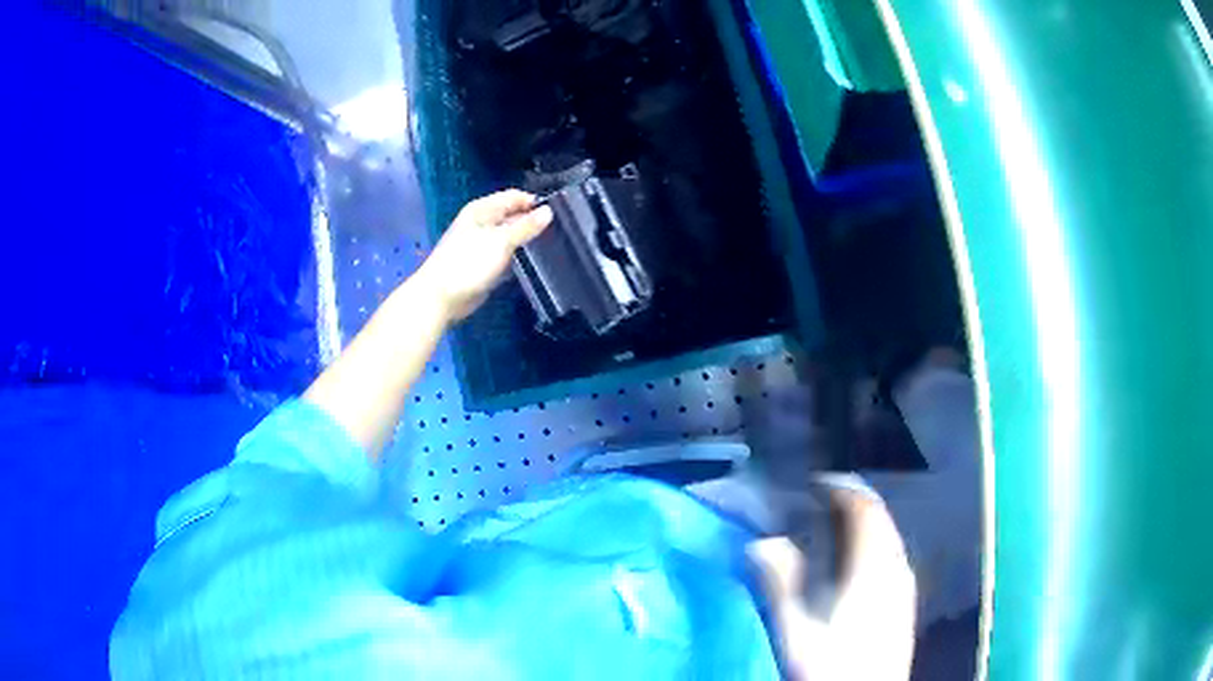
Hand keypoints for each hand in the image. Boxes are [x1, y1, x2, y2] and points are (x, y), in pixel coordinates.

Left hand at [415, 190, 553, 321]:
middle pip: (512, 216)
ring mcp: (482, 244)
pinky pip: (505, 254)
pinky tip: (534, 262)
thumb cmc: (468, 263)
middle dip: (532, 222)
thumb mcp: (501, 241)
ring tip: (553, 245)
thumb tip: (549, 211)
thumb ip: (525, 227)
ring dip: (526, 240)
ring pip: (510, 236)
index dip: (533, 202)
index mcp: (482, 210)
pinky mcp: (483, 264)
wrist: (441, 297)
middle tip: (560, 230)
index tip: (559, 213)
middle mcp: (482, 223)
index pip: (513, 197)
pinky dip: (517, 257)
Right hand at [749, 487, 915, 679]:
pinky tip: (854, 565)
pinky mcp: (905, 602)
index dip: (840, 489)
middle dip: (852, 503)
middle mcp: (896, 565)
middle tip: (819, 501)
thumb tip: (762, 543)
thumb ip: (779, 582)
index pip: (864, 508)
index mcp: (873, 564)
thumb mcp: (796, 628)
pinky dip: (872, 545)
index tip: (813, 484)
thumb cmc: (831, 664)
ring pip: (887, 537)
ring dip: (863, 525)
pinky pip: (891, 556)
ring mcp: (904, 584)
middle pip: (880, 519)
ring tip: (832, 528)